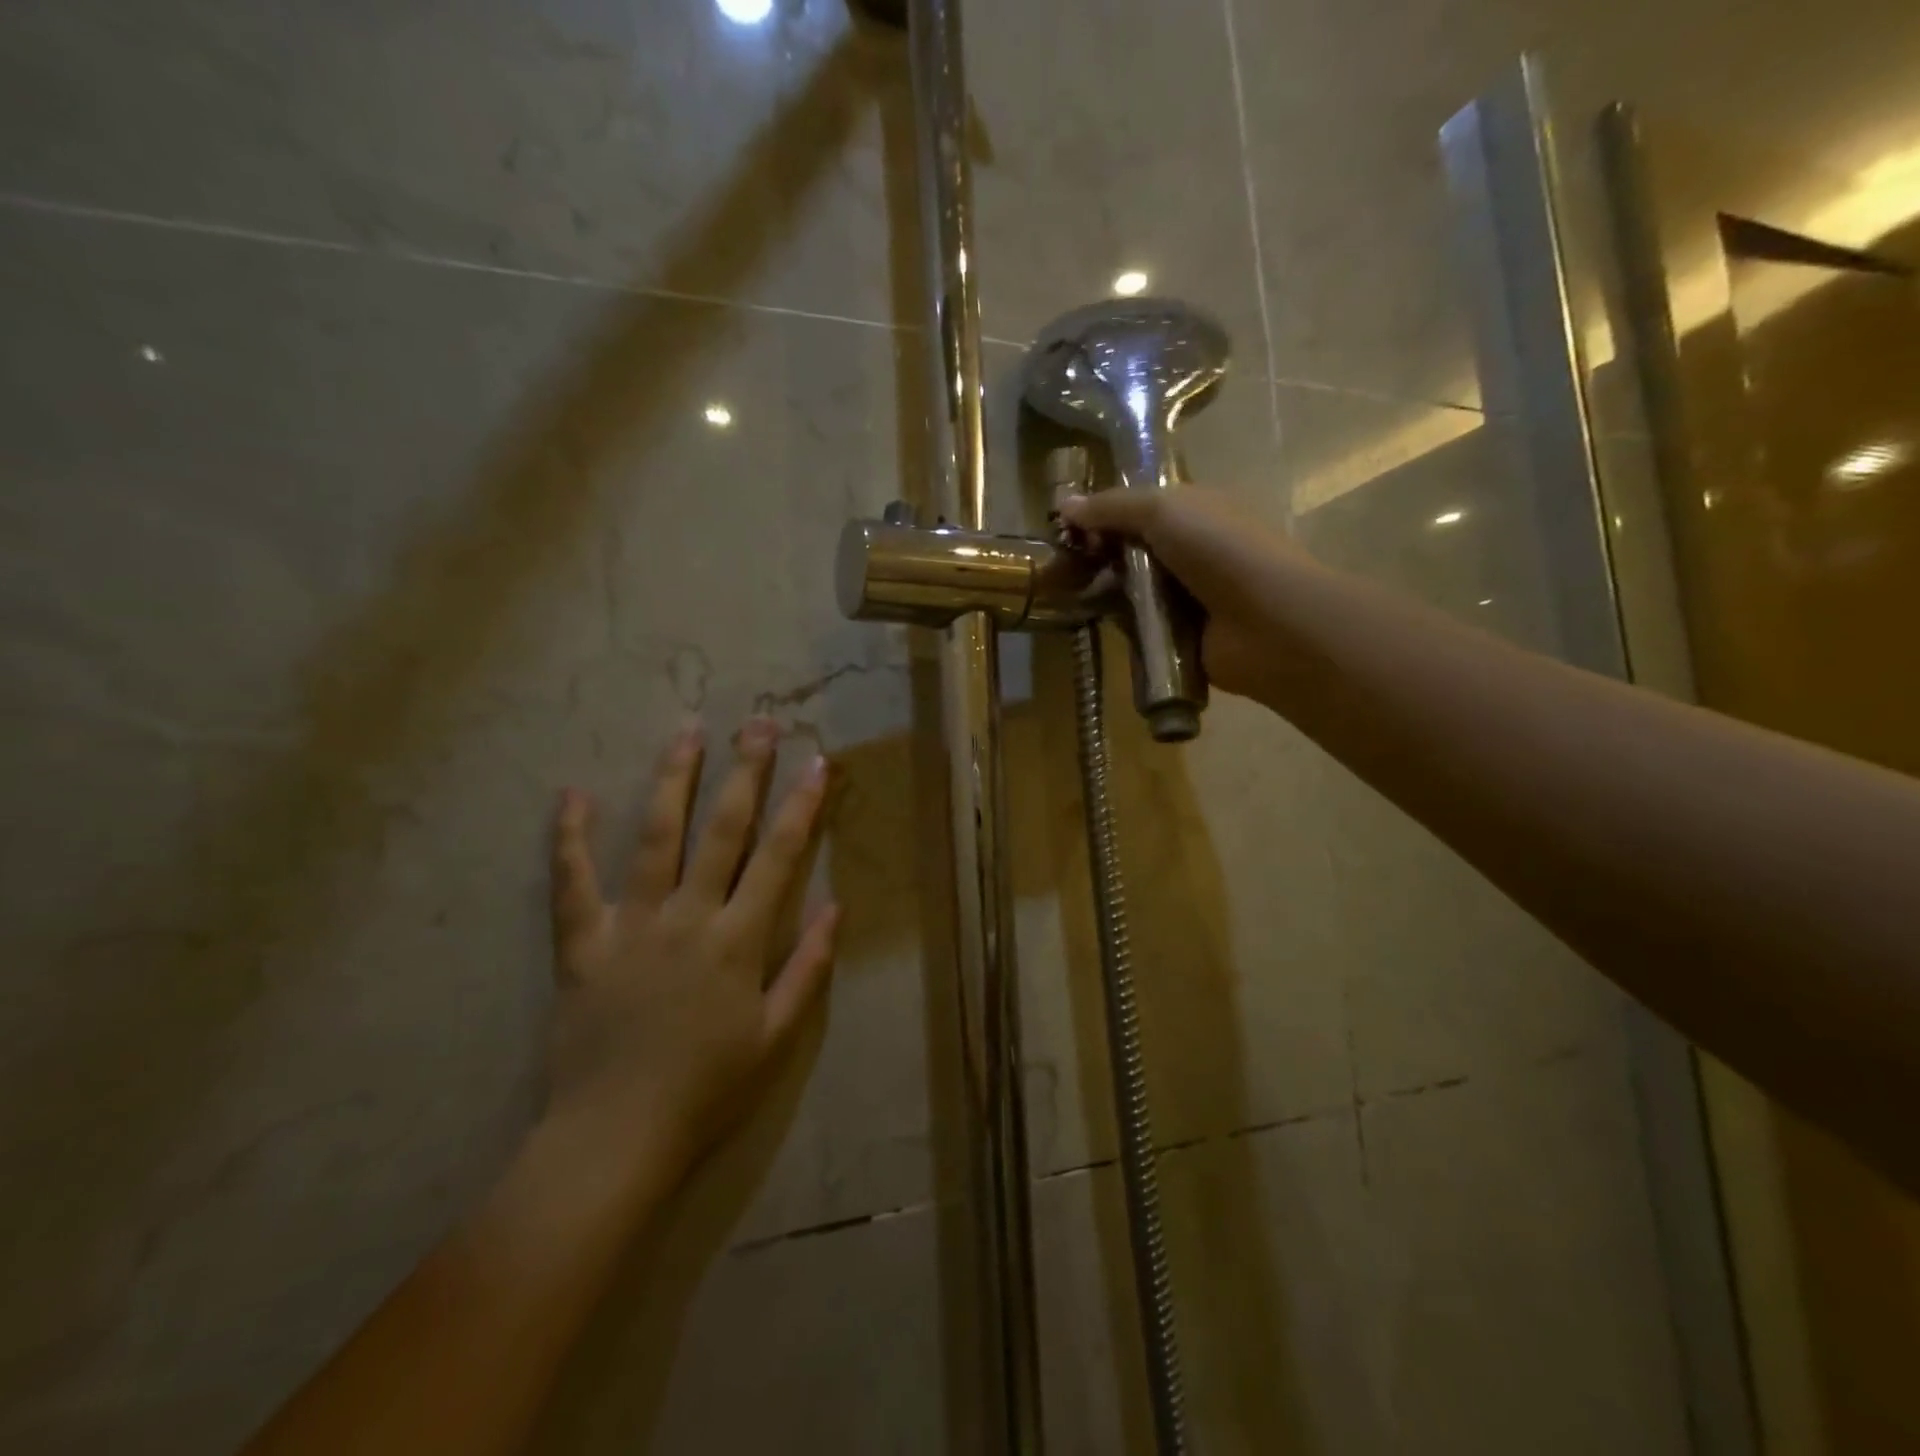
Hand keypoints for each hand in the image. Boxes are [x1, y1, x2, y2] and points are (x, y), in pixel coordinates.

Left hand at [543, 717, 837, 1190]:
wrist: (615, 1138)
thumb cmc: (706, 1090)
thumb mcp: (776, 1037)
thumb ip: (808, 968)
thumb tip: (837, 908)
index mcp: (737, 941)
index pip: (778, 857)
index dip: (802, 807)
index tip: (817, 762)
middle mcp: (687, 918)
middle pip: (722, 831)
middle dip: (744, 772)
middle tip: (756, 723)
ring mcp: (630, 926)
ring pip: (655, 838)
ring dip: (673, 781)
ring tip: (687, 733)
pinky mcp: (581, 944)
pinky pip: (571, 883)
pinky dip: (569, 838)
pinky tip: (571, 794)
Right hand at [1059, 486, 1311, 705]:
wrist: (1267, 624)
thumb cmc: (1220, 551)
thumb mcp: (1163, 511)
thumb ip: (1112, 507)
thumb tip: (1064, 504)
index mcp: (1194, 510)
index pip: (1137, 506)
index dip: (1102, 512)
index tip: (1065, 526)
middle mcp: (1190, 549)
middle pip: (1130, 548)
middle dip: (1095, 553)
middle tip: (1058, 566)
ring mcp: (1186, 594)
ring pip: (1131, 588)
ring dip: (1104, 590)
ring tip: (1068, 595)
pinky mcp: (1179, 635)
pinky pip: (1138, 625)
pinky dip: (1119, 624)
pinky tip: (1094, 623)